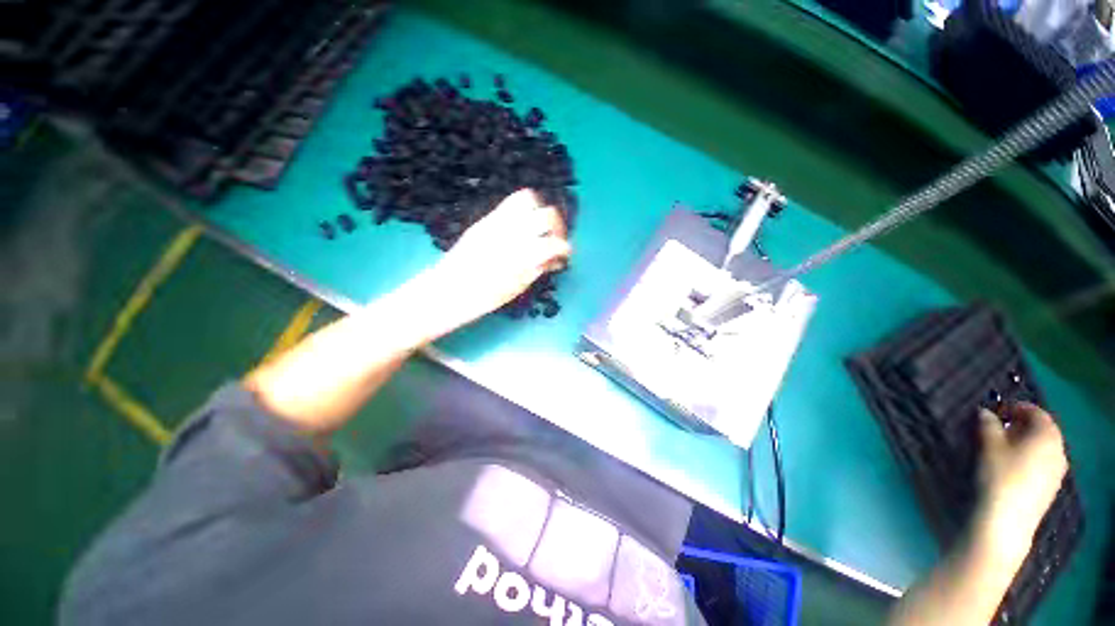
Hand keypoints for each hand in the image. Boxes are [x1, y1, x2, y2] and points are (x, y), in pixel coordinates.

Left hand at [421, 189, 571, 327]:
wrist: (448, 291)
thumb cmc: (484, 297)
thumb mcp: (518, 287)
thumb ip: (539, 268)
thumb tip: (555, 259)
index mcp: (520, 256)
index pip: (554, 242)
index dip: (565, 248)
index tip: (564, 255)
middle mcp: (511, 233)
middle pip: (547, 214)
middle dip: (558, 226)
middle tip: (555, 238)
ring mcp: (496, 222)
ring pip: (528, 199)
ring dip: (539, 211)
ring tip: (538, 227)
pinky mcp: (484, 220)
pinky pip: (509, 204)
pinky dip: (523, 211)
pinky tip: (521, 227)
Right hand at [975, 403, 1067, 556]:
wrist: (1007, 520)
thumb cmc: (999, 475)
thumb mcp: (988, 445)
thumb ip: (988, 424)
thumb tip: (985, 412)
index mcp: (1047, 436)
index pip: (1037, 413)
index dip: (1017, 408)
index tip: (998, 410)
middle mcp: (1059, 450)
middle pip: (1043, 431)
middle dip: (1023, 426)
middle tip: (999, 427)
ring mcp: (1057, 471)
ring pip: (1043, 449)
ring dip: (1026, 443)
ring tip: (1003, 447)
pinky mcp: (1050, 487)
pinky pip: (1043, 463)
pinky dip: (1029, 458)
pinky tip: (1012, 467)